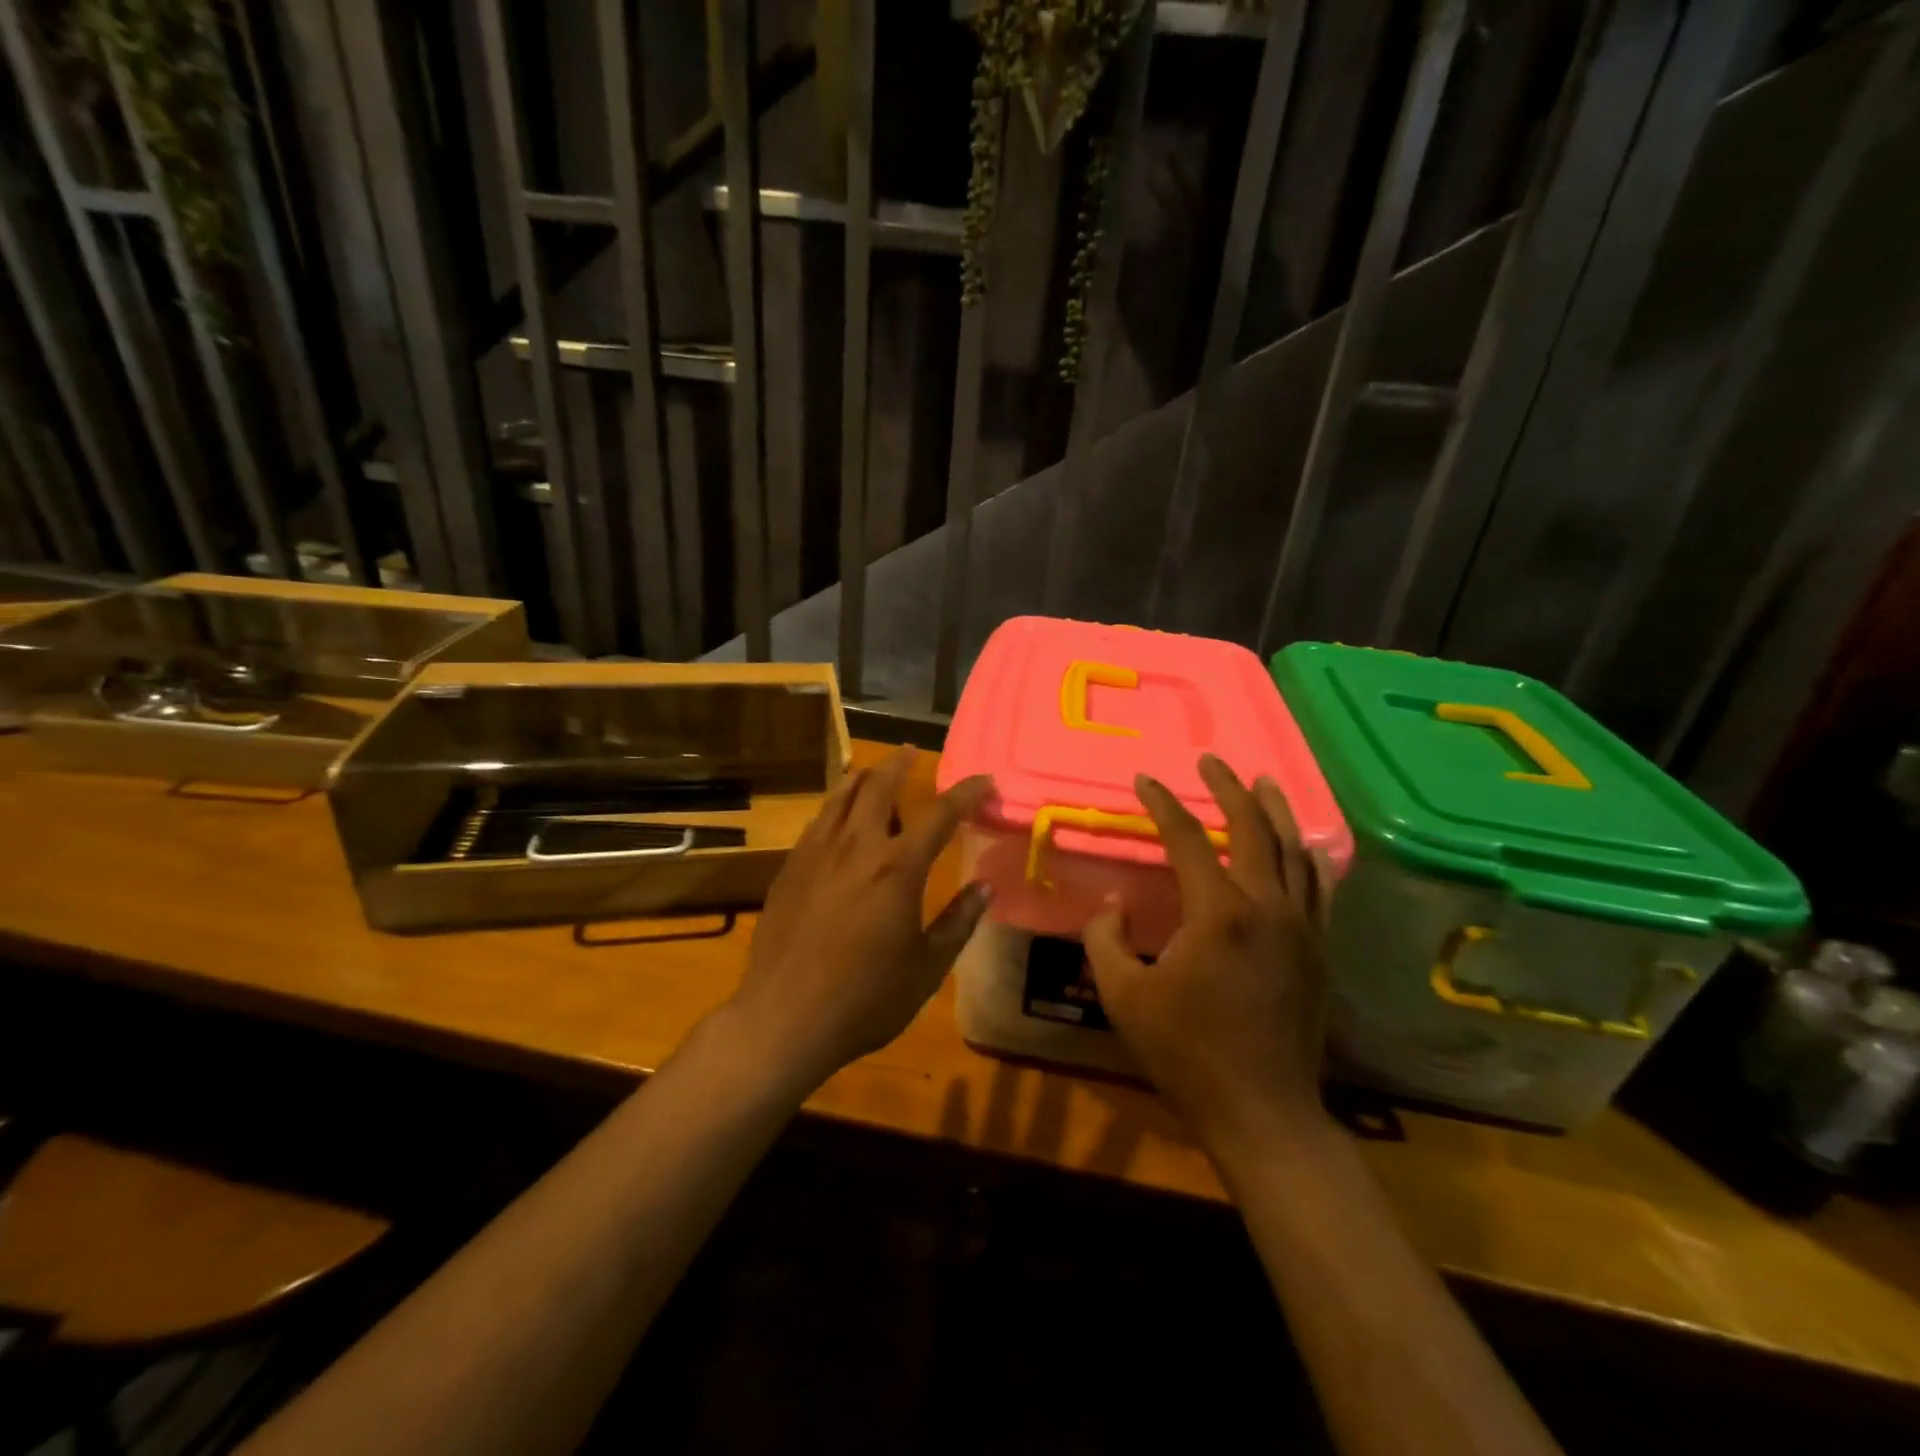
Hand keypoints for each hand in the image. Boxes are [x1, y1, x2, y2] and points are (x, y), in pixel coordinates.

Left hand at [728, 747, 992, 1089]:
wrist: (783, 1018)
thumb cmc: (865, 998)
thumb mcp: (926, 968)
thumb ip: (958, 922)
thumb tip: (985, 889)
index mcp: (898, 868)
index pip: (940, 815)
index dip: (966, 792)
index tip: (984, 779)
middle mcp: (857, 847)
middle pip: (878, 786)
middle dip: (899, 763)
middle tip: (912, 752)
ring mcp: (816, 853)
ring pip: (840, 796)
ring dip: (862, 777)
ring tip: (874, 772)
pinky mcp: (789, 868)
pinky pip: (817, 822)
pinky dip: (835, 807)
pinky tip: (838, 819)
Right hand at [1084, 754, 1333, 1153]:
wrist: (1263, 1111)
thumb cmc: (1186, 1053)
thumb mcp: (1124, 996)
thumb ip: (1106, 940)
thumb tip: (1110, 906)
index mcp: (1218, 912)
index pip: (1188, 839)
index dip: (1162, 805)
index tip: (1143, 781)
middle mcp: (1267, 907)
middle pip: (1252, 829)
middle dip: (1229, 789)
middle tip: (1212, 761)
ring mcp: (1301, 928)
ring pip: (1294, 851)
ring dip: (1275, 810)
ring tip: (1262, 781)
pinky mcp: (1318, 951)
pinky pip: (1318, 888)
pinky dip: (1308, 856)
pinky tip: (1305, 845)